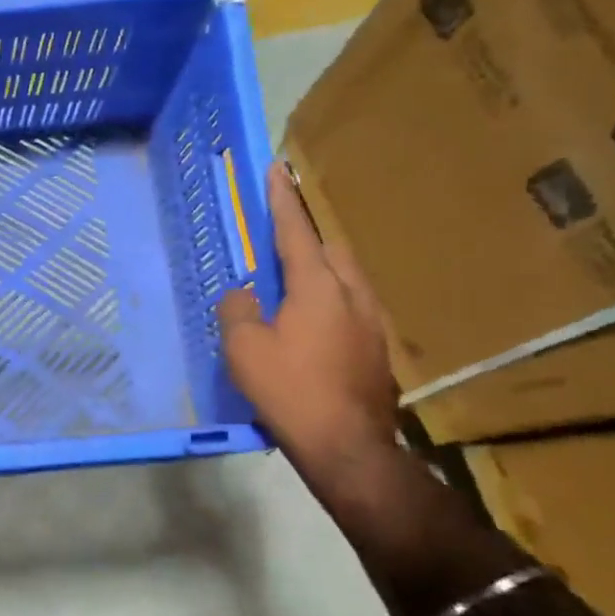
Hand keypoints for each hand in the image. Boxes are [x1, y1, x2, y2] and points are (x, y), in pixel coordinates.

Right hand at [217, 164, 399, 488]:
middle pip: (332, 250)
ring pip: (346, 279)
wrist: (348, 446)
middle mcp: (352, 295)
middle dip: (307, 235)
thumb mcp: (244, 349)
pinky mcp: (377, 350)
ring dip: (321, 268)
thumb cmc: (289, 389)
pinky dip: (329, 299)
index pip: (296, 232)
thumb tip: (242, 294)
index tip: (277, 169)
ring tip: (294, 279)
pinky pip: (350, 306)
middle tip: (281, 235)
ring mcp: (372, 324)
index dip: (283, 201)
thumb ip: (237, 310)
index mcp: (318, 287)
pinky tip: (312, 322)